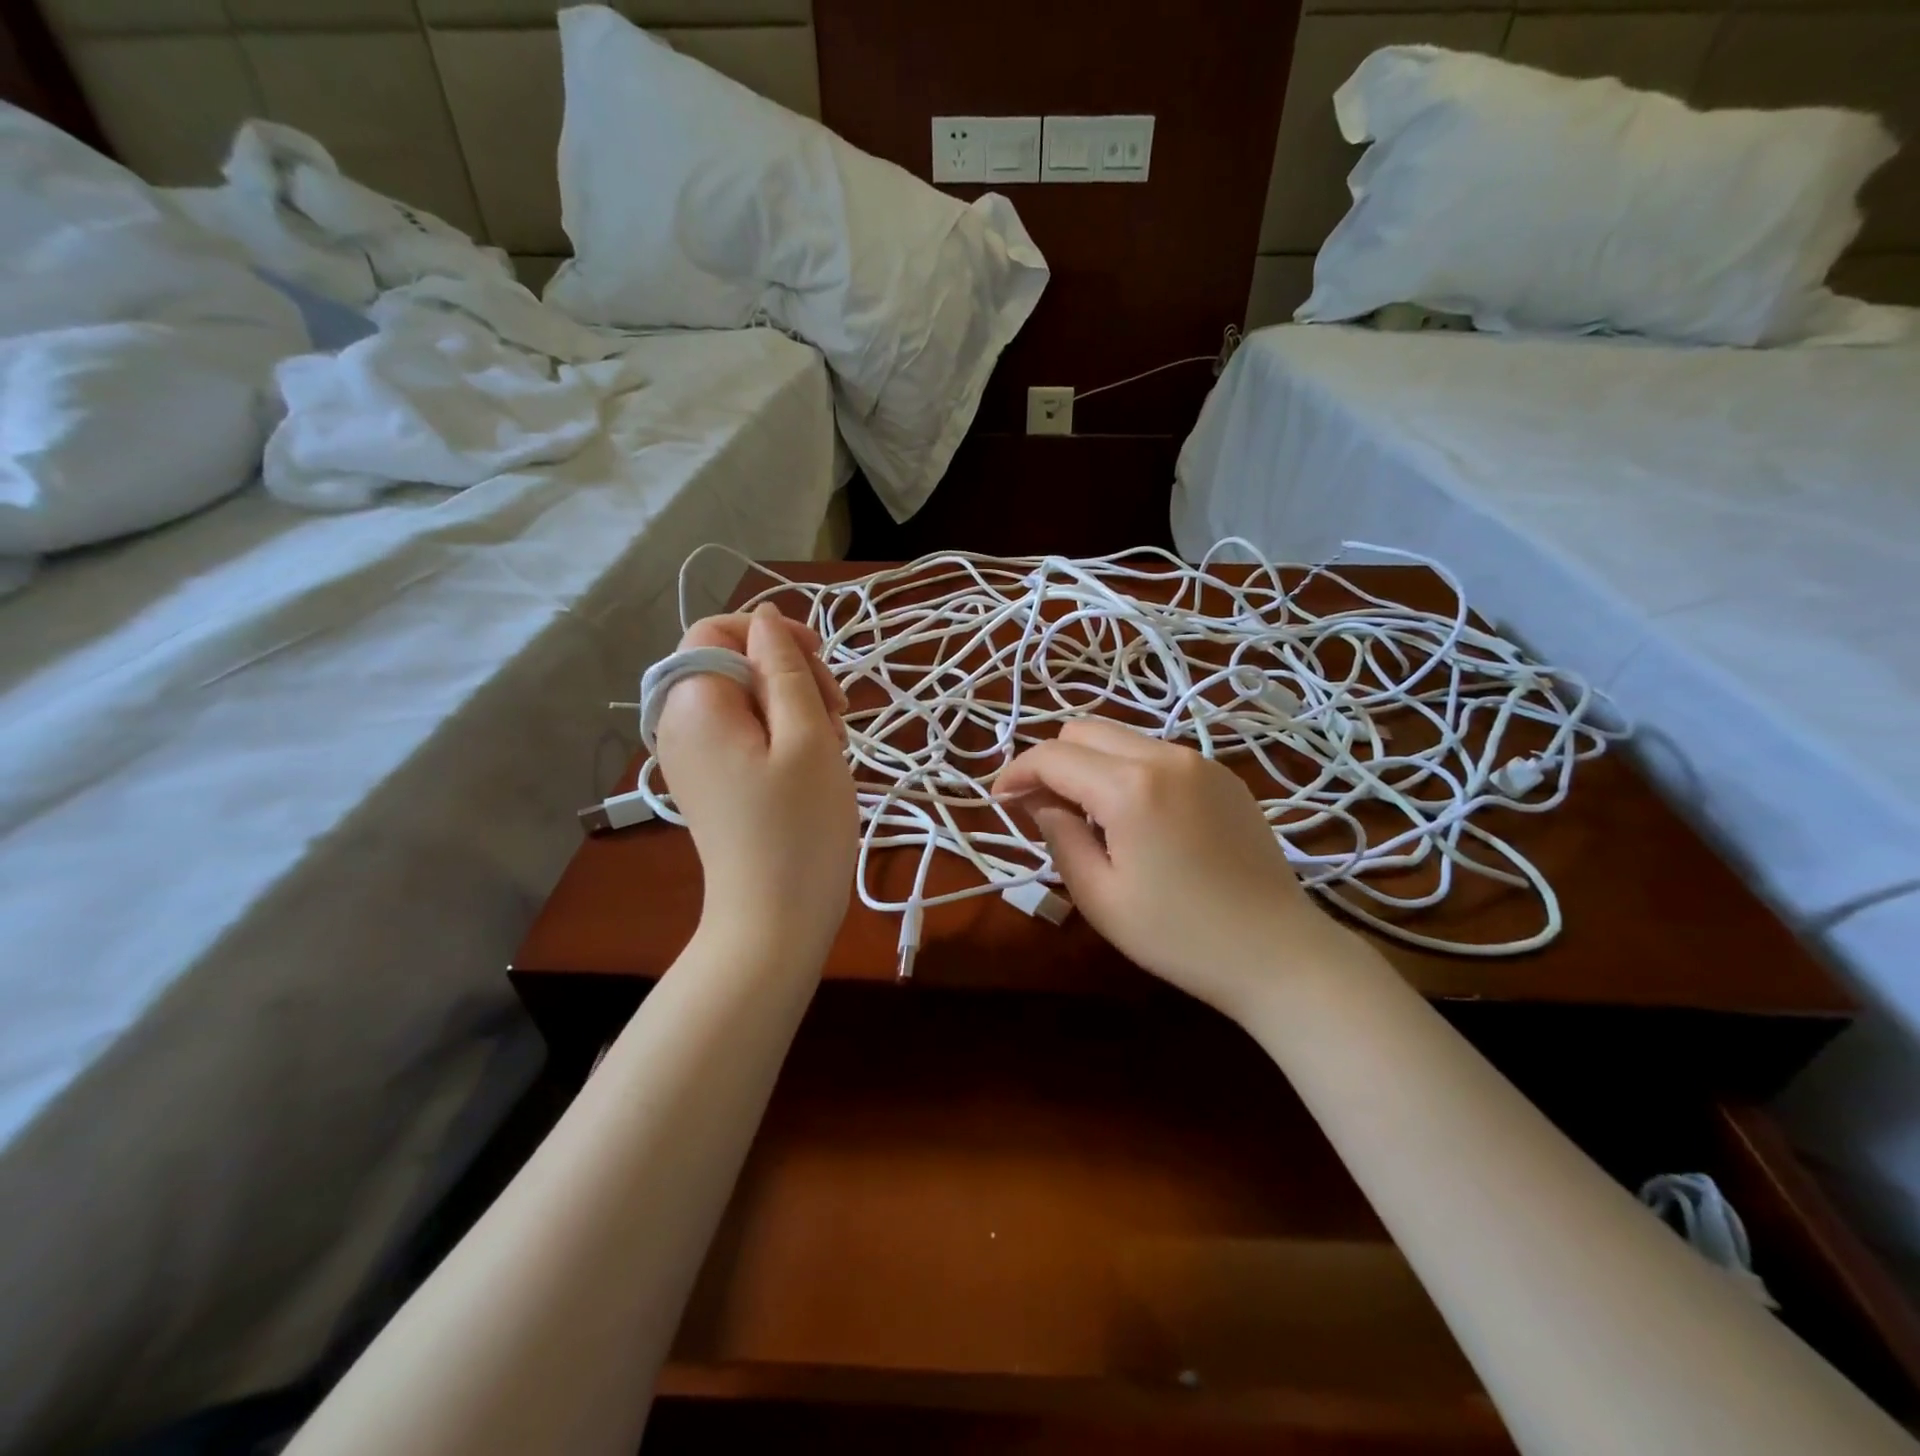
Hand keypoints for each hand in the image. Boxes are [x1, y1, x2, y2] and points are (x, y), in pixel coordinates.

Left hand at [655, 603, 857, 966]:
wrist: (774, 921)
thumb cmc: (798, 827)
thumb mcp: (807, 736)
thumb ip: (785, 667)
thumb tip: (766, 620)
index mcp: (693, 703)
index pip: (717, 631)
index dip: (772, 633)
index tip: (822, 663)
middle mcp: (678, 724)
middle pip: (732, 663)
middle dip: (789, 673)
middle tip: (836, 714)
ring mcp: (692, 757)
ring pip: (744, 699)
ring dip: (792, 706)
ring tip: (831, 744)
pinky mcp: (710, 782)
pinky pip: (742, 733)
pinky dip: (780, 735)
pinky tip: (813, 763)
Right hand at [994, 718, 1350, 1020]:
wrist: (1277, 953)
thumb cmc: (1178, 935)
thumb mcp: (1099, 895)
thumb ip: (1059, 835)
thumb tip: (1039, 800)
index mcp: (1130, 787)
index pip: (1053, 756)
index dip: (1017, 772)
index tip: (999, 800)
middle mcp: (1165, 756)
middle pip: (1085, 730)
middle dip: (1052, 760)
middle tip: (1039, 806)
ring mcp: (1200, 761)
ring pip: (1121, 738)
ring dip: (1089, 764)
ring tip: (1085, 815)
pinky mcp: (1222, 775)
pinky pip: (1156, 754)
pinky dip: (1127, 770)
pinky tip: (1133, 817)